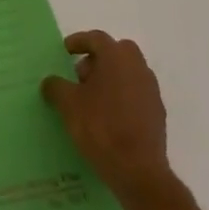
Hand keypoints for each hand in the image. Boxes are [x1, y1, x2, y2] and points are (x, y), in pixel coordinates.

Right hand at [42, 30, 172, 204]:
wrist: (138, 171)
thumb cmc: (100, 127)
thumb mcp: (68, 104)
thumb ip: (56, 87)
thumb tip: (51, 82)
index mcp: (116, 57)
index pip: (96, 38)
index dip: (78, 42)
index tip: (66, 51)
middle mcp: (137, 67)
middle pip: (117, 52)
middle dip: (98, 59)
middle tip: (81, 76)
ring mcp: (151, 91)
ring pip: (129, 72)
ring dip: (111, 78)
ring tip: (92, 99)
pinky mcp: (157, 113)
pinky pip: (136, 93)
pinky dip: (122, 96)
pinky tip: (109, 117)